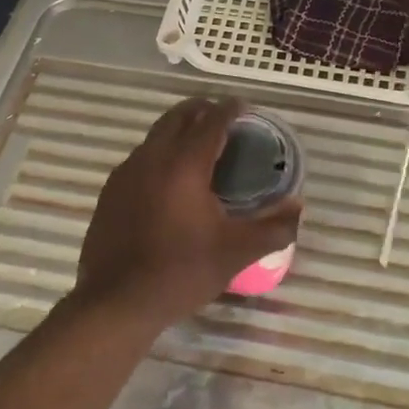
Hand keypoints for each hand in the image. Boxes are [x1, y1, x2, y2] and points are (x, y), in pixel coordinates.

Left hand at [74, 97, 301, 333]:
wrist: (116, 301)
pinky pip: (141, 156)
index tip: (245, 106)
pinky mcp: (111, 190)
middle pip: (179, 116)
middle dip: (203, 110)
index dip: (231, 109)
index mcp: (185, 164)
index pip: (212, 120)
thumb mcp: (236, 252)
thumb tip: (298, 206)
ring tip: (200, 145)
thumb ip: (274, 227)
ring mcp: (127, 172)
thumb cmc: (181, 272)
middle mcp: (153, 157)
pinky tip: (170, 178)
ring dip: (180, 130)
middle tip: (224, 118)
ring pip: (156, 134)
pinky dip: (161, 152)